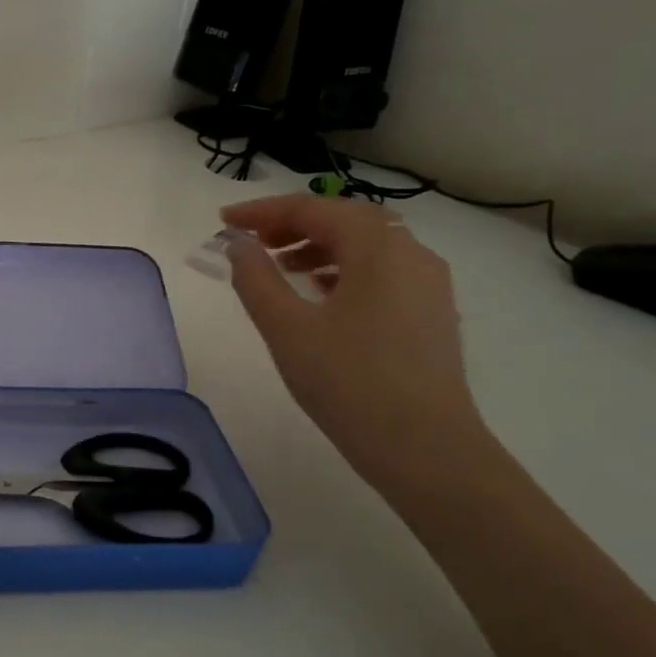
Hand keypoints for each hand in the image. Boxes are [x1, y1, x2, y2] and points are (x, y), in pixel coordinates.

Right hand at [221, 194, 488, 490]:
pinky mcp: (431, 312)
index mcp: (377, 247)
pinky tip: (320, 294)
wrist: (424, 448)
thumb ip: (255, 278)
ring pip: (366, 246)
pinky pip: (382, 271)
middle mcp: (411, 253)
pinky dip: (344, 269)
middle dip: (293, 224)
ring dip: (318, 245)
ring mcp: (428, 283)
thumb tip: (238, 244)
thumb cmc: (348, 382)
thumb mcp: (286, 328)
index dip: (263, 211)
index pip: (313, 208)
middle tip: (251, 241)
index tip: (224, 220)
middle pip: (344, 219)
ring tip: (280, 267)